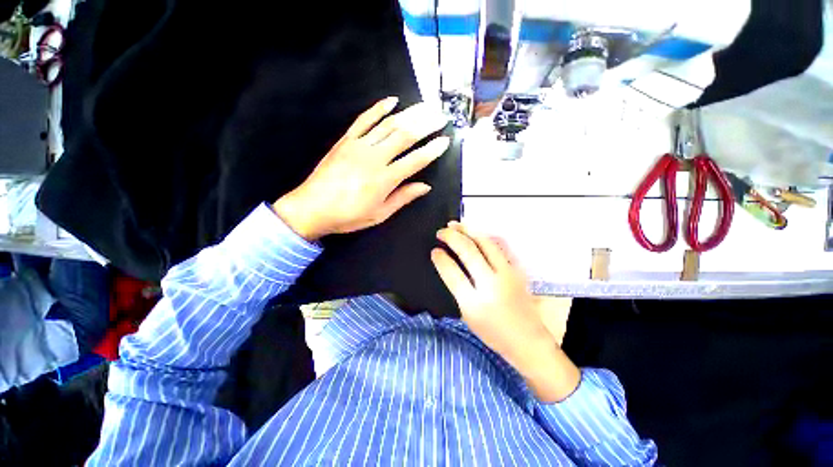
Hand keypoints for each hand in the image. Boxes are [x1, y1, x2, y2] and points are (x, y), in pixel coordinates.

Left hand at [273, 97, 449, 240]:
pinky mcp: (345, 140)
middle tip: (441, 115)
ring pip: (388, 125)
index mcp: (385, 179)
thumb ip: (403, 198)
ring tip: (425, 106)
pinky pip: (364, 120)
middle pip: (405, 136)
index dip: (432, 150)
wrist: (311, 208)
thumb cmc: (348, 216)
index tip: (445, 140)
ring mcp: (359, 146)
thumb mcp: (379, 214)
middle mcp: (374, 158)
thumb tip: (425, 186)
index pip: (415, 160)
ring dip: (409, 114)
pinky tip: (392, 101)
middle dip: (426, 125)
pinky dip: (378, 108)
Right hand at [431, 222, 579, 401]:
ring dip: (468, 230)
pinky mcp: (517, 270)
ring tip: (455, 225)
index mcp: (474, 303)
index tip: (434, 250)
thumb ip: (457, 289)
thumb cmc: (492, 332)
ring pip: (486, 243)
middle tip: (441, 232)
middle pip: (469, 251)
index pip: (453, 273)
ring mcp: (507, 274)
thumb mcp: (467, 316)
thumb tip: (447, 264)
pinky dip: (486, 236)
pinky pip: (500, 246)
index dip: (441, 259)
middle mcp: (491, 285)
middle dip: (452, 237)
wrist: (527, 340)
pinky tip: (477, 232)